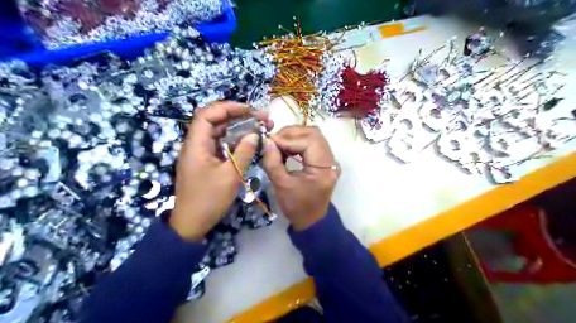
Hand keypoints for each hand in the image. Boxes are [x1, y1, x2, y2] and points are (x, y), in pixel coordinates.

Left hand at [170, 103, 272, 239]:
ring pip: (220, 133)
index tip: (250, 110)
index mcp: (196, 144)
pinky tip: (249, 143)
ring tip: (260, 128)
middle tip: (262, 119)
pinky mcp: (206, 162)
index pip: (208, 114)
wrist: (191, 224)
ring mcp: (201, 153)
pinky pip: (221, 145)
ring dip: (239, 129)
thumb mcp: (230, 176)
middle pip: (215, 121)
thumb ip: (243, 152)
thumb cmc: (208, 200)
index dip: (228, 107)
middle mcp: (196, 144)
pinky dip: (235, 141)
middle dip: (239, 117)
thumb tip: (255, 135)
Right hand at [263, 125, 337, 228]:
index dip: (288, 139)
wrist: (311, 220)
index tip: (270, 142)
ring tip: (279, 144)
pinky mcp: (325, 161)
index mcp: (324, 168)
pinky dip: (299, 142)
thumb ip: (273, 162)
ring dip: (295, 136)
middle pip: (314, 133)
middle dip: (291, 133)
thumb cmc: (296, 206)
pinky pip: (313, 143)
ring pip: (314, 136)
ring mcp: (330, 160)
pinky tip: (287, 148)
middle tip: (274, 140)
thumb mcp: (281, 185)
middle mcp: (331, 160)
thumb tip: (267, 141)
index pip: (309, 141)